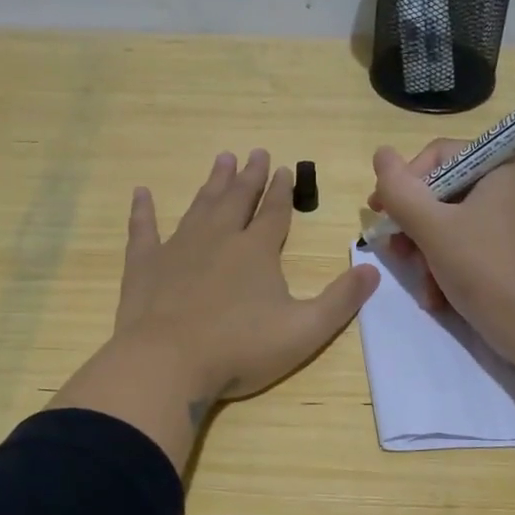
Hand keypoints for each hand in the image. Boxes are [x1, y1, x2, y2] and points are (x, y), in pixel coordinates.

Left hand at [53, 150, 379, 468]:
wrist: (168, 363)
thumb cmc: (240, 349)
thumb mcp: (305, 330)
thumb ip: (340, 300)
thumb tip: (373, 270)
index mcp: (257, 251)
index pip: (274, 212)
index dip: (281, 190)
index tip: (284, 168)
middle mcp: (219, 238)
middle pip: (237, 199)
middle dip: (249, 176)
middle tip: (255, 152)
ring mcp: (178, 248)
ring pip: (199, 206)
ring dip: (212, 183)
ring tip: (221, 160)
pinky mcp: (144, 265)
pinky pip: (143, 229)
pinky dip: (143, 211)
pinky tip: (141, 193)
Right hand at [369, 140, 514, 365]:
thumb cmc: (486, 270)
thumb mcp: (433, 228)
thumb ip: (400, 190)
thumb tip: (380, 153)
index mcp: (505, 165)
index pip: (439, 156)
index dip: (404, 184)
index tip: (380, 215)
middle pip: (445, 191)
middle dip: (415, 227)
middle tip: (397, 255)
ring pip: (453, 222)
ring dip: (427, 253)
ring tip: (422, 283)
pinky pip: (471, 242)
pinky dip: (449, 264)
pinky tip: (437, 295)